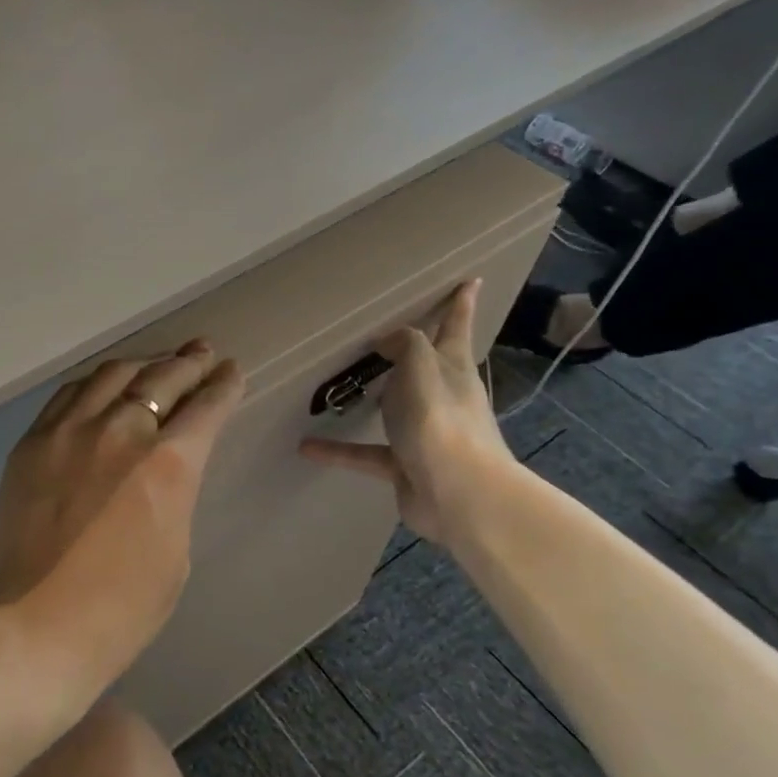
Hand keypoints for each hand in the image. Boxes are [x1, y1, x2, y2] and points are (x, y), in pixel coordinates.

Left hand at [0, 340, 244, 690]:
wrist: (35, 626)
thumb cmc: (121, 609)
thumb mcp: (175, 553)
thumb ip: (173, 495)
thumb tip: (163, 471)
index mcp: (168, 464)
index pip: (206, 408)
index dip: (223, 386)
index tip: (231, 370)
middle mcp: (121, 431)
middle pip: (161, 379)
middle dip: (188, 363)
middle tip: (202, 352)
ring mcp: (70, 431)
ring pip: (112, 375)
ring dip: (142, 363)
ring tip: (157, 360)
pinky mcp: (32, 442)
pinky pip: (69, 394)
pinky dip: (95, 382)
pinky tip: (103, 382)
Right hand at [298, 280, 514, 544]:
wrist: (459, 496)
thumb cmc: (441, 422)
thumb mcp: (421, 368)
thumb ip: (405, 344)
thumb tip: (387, 339)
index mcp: (451, 369)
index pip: (456, 328)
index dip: (461, 304)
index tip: (471, 280)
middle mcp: (441, 397)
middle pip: (426, 365)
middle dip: (413, 350)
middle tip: (386, 333)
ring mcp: (423, 434)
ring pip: (393, 408)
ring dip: (372, 399)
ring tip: (341, 386)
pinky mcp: (404, 465)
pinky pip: (364, 452)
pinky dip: (337, 450)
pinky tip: (306, 446)